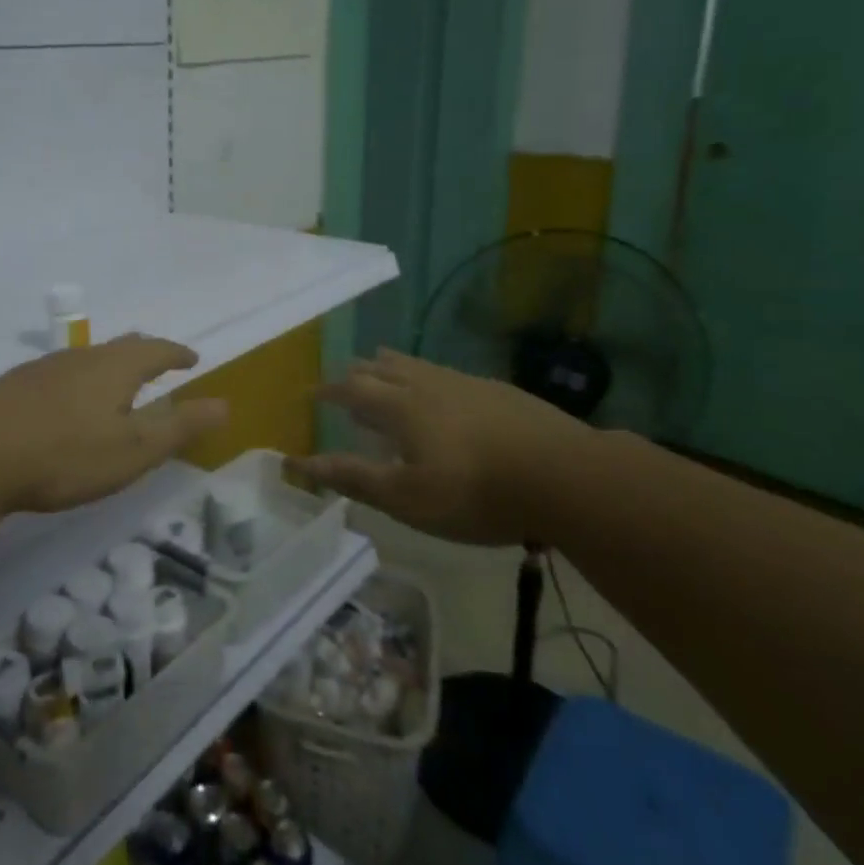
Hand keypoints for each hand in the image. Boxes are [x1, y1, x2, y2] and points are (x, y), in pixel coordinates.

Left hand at [0, 333, 228, 514]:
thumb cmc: (67, 454)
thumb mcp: (134, 449)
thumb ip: (180, 426)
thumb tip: (225, 404)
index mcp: (116, 367)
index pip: (157, 350)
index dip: (177, 354)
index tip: (191, 358)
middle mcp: (82, 357)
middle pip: (122, 346)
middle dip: (145, 354)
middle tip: (159, 363)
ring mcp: (45, 368)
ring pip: (88, 358)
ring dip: (110, 367)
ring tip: (117, 384)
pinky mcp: (15, 386)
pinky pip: (61, 374)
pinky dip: (79, 382)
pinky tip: (67, 403)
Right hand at [289, 348, 588, 545]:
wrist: (565, 476)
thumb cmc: (475, 492)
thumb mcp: (407, 498)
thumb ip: (353, 477)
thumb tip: (299, 463)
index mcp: (401, 407)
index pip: (352, 388)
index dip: (330, 390)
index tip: (313, 393)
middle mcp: (428, 385)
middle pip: (384, 368)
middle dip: (359, 373)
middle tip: (347, 378)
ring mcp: (467, 384)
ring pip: (418, 366)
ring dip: (392, 367)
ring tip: (383, 366)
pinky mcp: (499, 391)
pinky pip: (448, 375)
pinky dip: (428, 378)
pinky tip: (443, 393)